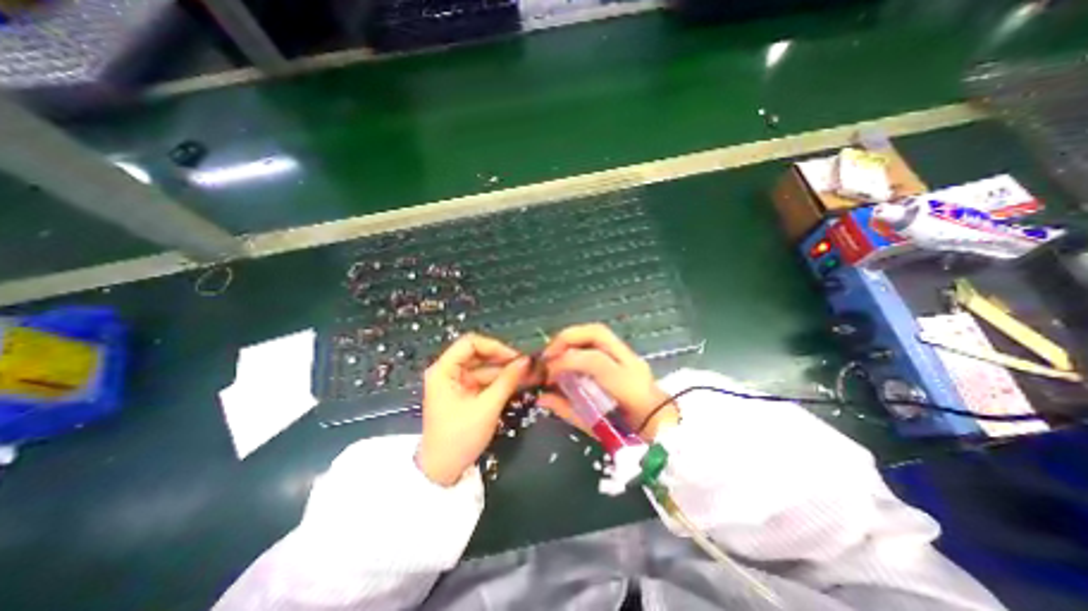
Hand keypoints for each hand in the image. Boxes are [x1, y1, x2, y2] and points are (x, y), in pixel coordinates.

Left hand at [419, 334, 531, 487]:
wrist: (443, 472)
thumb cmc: (459, 437)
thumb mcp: (487, 407)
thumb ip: (507, 380)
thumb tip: (527, 360)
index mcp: (444, 370)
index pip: (470, 343)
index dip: (495, 346)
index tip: (516, 357)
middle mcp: (449, 371)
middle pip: (479, 355)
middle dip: (504, 360)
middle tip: (527, 366)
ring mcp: (457, 383)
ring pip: (485, 368)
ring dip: (505, 371)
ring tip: (529, 374)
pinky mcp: (465, 394)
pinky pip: (485, 381)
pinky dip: (501, 382)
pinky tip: (518, 383)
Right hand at [535, 324, 676, 437]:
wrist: (666, 428)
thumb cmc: (635, 435)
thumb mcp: (599, 428)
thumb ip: (569, 410)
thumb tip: (541, 398)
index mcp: (627, 385)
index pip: (594, 360)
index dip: (566, 362)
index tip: (548, 374)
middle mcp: (630, 362)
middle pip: (597, 333)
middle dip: (567, 338)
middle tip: (548, 354)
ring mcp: (631, 355)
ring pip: (598, 332)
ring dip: (572, 338)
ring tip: (555, 353)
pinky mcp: (627, 354)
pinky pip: (600, 340)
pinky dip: (580, 342)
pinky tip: (569, 355)